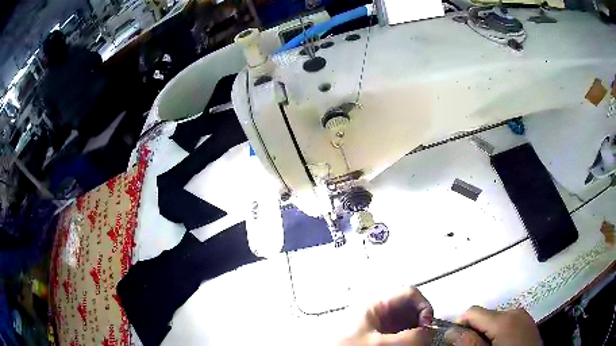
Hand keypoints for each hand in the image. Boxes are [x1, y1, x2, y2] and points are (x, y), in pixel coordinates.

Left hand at [340, 287, 433, 345]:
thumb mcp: (379, 343)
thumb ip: (409, 337)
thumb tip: (428, 334)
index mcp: (376, 305)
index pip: (409, 294)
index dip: (423, 306)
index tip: (427, 324)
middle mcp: (379, 314)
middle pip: (411, 311)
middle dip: (421, 323)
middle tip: (423, 338)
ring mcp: (378, 328)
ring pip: (407, 325)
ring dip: (414, 334)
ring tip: (416, 343)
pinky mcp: (377, 339)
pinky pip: (399, 336)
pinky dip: (406, 341)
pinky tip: (406, 345)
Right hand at [445, 306, 541, 345]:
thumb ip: (469, 344)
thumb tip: (451, 331)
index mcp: (504, 319)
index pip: (473, 311)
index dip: (460, 325)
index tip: (455, 342)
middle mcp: (515, 311)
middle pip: (485, 315)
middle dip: (475, 331)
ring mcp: (523, 316)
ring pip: (496, 319)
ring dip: (487, 332)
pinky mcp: (528, 322)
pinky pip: (507, 322)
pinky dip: (499, 332)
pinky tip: (501, 345)